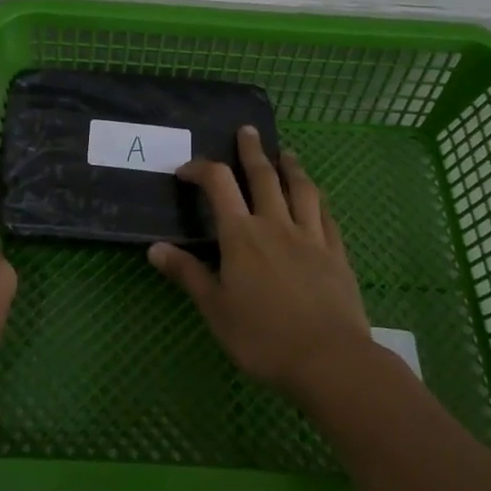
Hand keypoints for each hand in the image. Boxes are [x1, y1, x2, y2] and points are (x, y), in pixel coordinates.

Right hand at [148, 126, 372, 399]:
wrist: (330, 359)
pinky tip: (316, 197)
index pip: (219, 185)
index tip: (186, 170)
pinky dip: (317, 198)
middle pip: (263, 176)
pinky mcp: (336, 252)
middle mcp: (275, 224)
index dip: (201, 169)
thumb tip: (154, 248)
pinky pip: (326, 214)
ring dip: (291, 166)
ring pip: (301, 188)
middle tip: (248, 130)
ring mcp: (310, 236)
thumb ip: (188, 275)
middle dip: (252, 150)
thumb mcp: (215, 309)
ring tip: (286, 153)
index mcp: (241, 235)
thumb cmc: (263, 337)